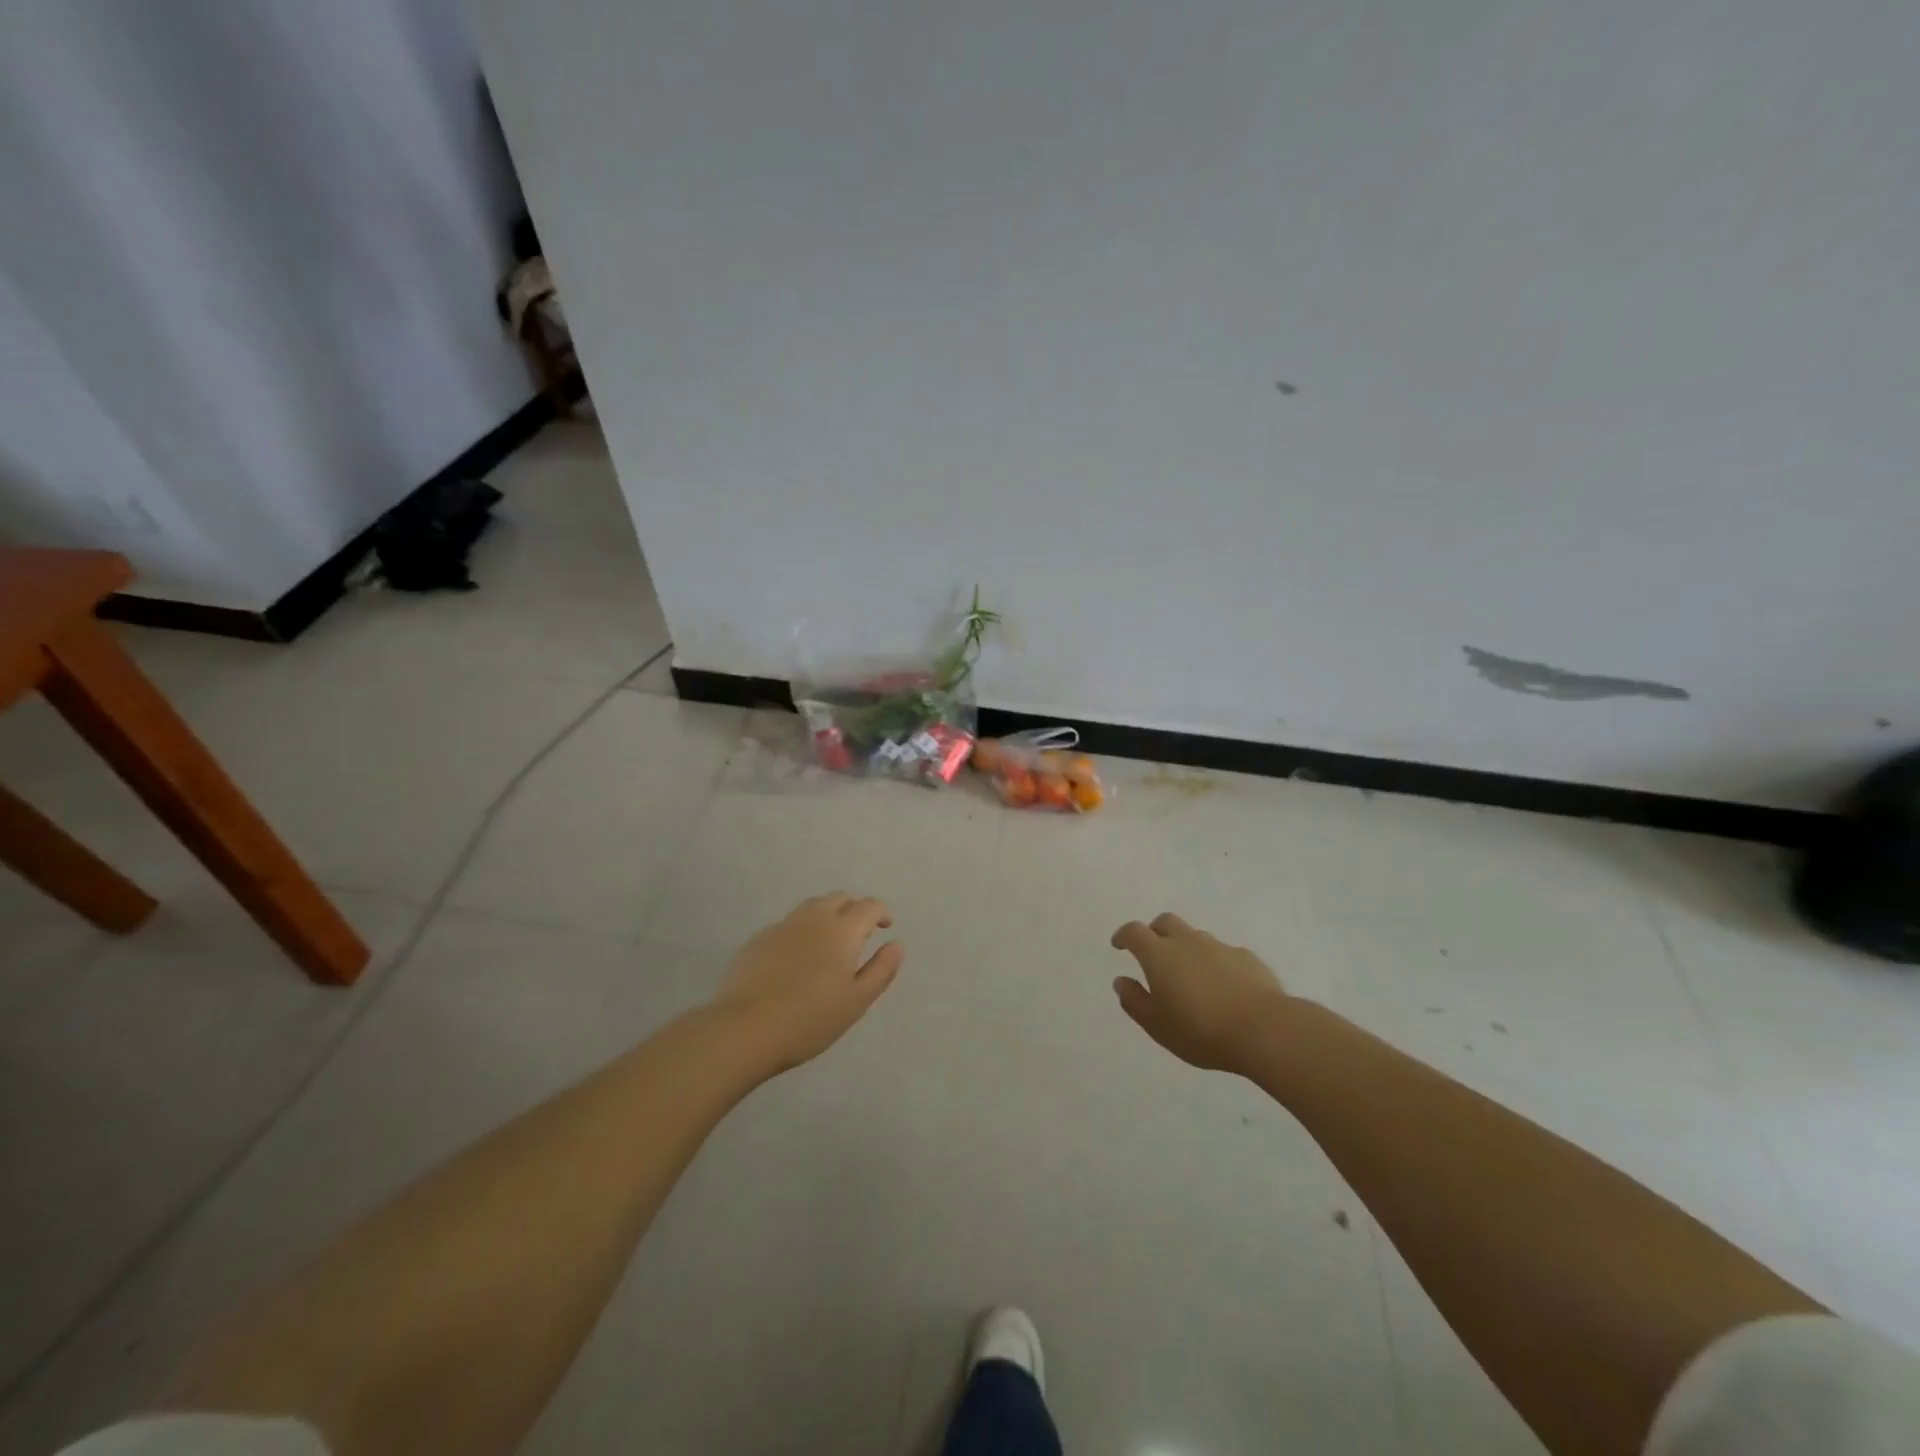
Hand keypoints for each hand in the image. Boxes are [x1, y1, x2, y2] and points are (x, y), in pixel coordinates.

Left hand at [712, 893, 903, 1073]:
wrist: (744, 1028)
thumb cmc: (809, 1019)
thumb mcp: (856, 1001)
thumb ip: (881, 970)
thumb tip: (896, 944)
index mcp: (842, 930)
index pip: (868, 906)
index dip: (880, 912)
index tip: (885, 926)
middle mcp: (813, 919)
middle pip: (839, 898)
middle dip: (854, 908)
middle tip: (860, 930)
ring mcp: (782, 927)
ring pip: (811, 906)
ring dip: (828, 913)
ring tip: (830, 939)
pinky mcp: (758, 940)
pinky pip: (788, 924)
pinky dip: (802, 929)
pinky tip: (798, 956)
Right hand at [1110, 912, 1288, 1072]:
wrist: (1264, 1030)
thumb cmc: (1200, 1030)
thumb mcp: (1157, 1025)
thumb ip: (1134, 1001)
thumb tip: (1121, 981)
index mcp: (1159, 955)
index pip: (1134, 932)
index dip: (1124, 935)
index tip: (1119, 944)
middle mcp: (1187, 942)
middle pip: (1165, 922)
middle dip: (1155, 932)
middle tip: (1153, 953)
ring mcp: (1219, 947)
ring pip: (1195, 936)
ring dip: (1186, 948)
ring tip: (1190, 976)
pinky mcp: (1246, 957)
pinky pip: (1223, 953)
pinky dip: (1215, 962)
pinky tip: (1223, 986)